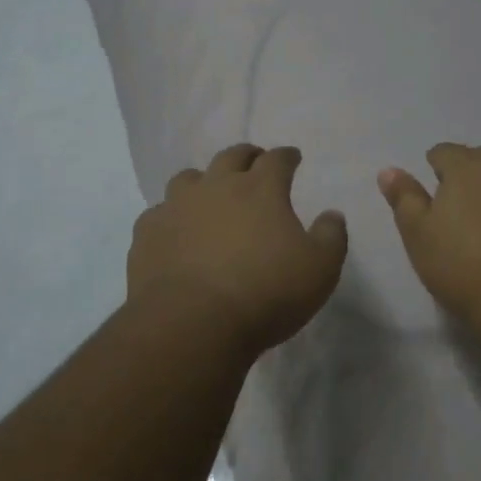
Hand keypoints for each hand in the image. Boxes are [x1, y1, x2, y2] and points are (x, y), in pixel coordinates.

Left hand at [128, 143, 347, 357]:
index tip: (293, 158)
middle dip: (247, 156)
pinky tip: (175, 232)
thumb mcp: (320, 269)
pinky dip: (171, 217)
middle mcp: (217, 186)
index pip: (277, 159)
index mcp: (260, 188)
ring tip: (209, 195)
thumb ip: (331, 237)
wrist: (192, 324)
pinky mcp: (147, 234)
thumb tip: (332, 215)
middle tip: (254, 162)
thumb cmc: (265, 293)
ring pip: (188, 178)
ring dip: (203, 181)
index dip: (287, 156)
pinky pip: (159, 214)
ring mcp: (177, 207)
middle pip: (232, 156)